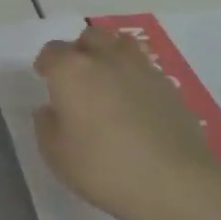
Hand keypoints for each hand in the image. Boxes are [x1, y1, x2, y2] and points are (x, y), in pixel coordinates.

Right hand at [33, 25, 218, 219]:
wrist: (173, 181)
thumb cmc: (103, 168)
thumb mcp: (56, 155)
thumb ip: (46, 125)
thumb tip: (50, 109)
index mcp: (71, 70)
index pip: (51, 52)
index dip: (46, 65)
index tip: (46, 80)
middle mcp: (104, 58)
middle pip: (88, 38)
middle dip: (79, 52)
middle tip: (77, 80)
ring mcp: (140, 67)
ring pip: (119, 44)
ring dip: (109, 55)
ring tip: (108, 81)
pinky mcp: (167, 83)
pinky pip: (143, 67)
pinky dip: (134, 76)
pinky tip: (136, 102)